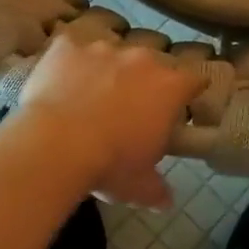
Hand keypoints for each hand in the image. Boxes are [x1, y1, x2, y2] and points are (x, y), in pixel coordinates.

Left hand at [17, 37, 203, 206]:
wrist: (55, 145)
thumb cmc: (110, 164)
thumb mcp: (139, 186)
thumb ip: (157, 189)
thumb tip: (165, 201)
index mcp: (169, 87)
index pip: (193, 80)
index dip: (189, 91)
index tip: (182, 103)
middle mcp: (141, 59)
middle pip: (152, 63)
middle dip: (144, 80)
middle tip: (130, 107)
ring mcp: (103, 48)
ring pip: (112, 54)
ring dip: (107, 70)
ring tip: (90, 95)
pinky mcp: (67, 47)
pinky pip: (71, 49)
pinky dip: (69, 63)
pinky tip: (59, 82)